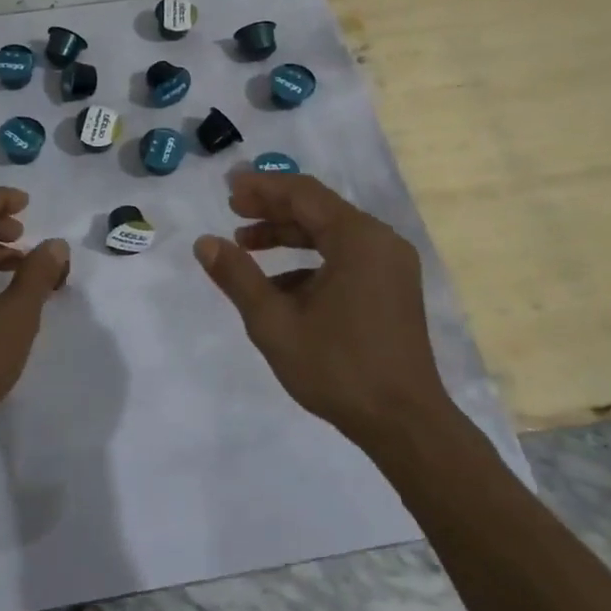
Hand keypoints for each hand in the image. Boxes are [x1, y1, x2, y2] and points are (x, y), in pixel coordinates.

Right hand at [194, 172, 452, 441]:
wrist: (405, 424)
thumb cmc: (338, 368)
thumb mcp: (275, 323)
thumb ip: (238, 277)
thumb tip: (205, 243)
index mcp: (358, 239)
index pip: (303, 194)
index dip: (262, 187)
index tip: (227, 188)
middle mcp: (380, 241)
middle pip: (318, 209)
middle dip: (272, 208)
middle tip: (232, 210)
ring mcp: (390, 265)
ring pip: (331, 233)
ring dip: (288, 235)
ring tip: (245, 245)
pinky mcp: (392, 288)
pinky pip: (345, 257)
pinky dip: (309, 261)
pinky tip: (278, 286)